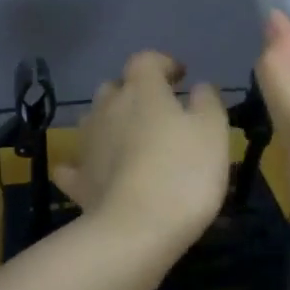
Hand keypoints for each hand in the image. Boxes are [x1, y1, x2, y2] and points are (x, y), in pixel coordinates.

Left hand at [55, 52, 230, 252]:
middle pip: (115, 87)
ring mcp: (87, 143)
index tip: (180, 77)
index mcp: (142, 90)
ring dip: (110, 123)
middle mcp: (107, 108)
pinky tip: (94, 173)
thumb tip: (198, 87)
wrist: (137, 229)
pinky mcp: (78, 180)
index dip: (163, 63)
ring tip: (131, 140)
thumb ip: (207, 101)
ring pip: (94, 120)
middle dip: (133, 93)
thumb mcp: (213, 130)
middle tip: (157, 111)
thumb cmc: (183, 172)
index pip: (146, 60)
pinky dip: (85, 164)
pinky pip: (76, 165)